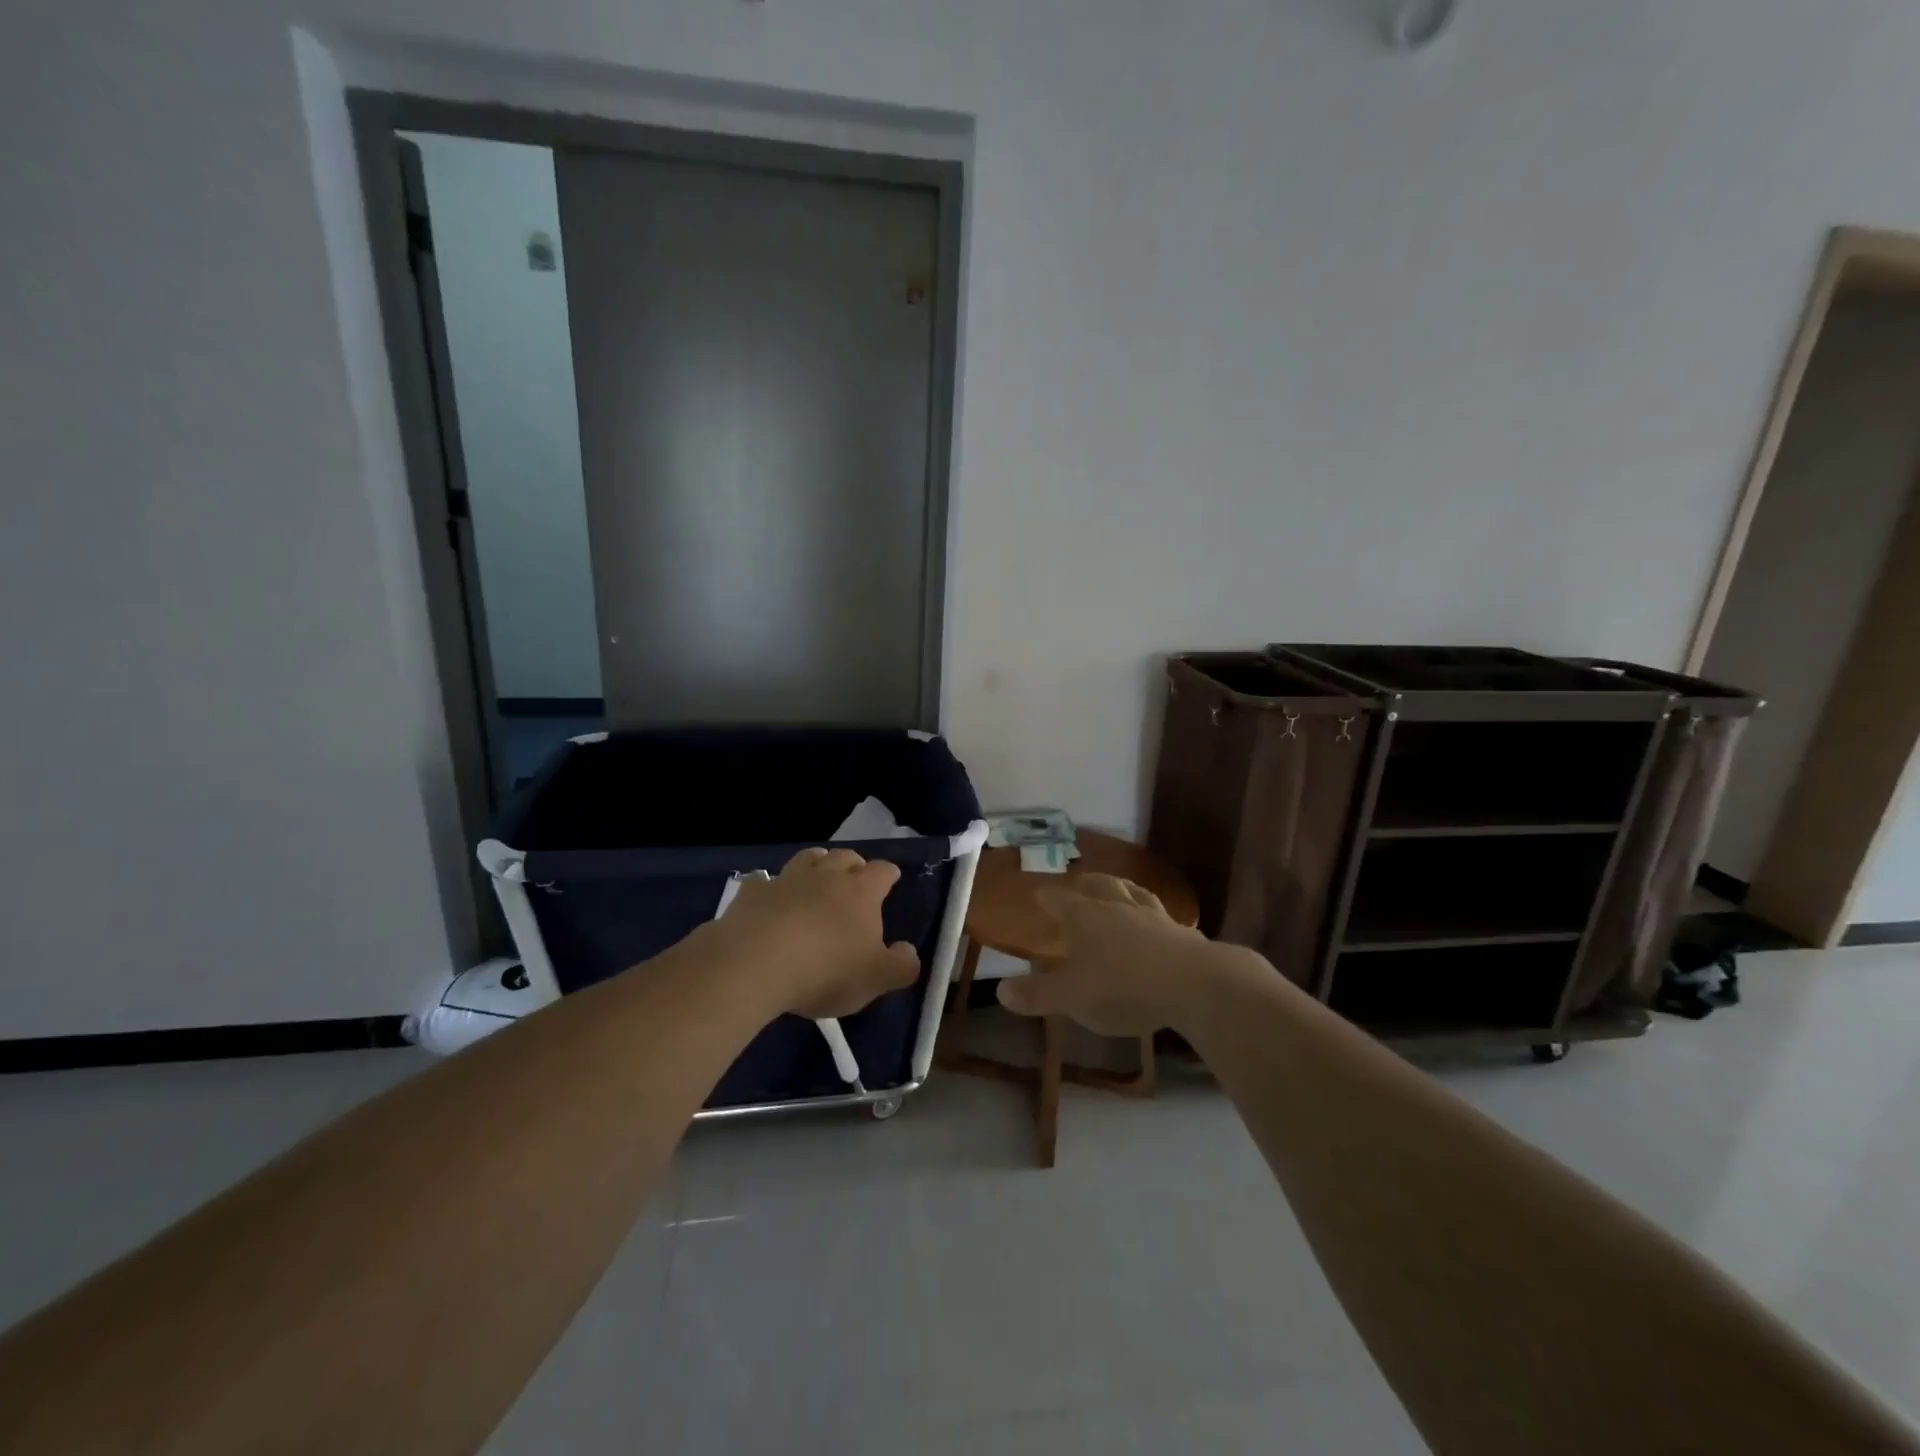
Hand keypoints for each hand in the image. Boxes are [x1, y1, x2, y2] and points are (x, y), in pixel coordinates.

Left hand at [713, 848, 920, 1018]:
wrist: (754, 964)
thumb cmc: (825, 970)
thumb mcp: (876, 978)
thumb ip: (901, 965)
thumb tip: (908, 951)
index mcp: (860, 892)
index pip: (882, 871)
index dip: (888, 874)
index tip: (891, 879)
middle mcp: (826, 875)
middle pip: (845, 856)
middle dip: (853, 864)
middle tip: (854, 879)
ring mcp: (786, 880)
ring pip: (807, 858)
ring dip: (817, 863)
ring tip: (817, 877)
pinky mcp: (752, 893)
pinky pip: (764, 881)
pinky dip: (771, 887)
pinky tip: (769, 900)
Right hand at [996, 873, 1252, 1035]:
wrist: (1193, 985)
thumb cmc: (1122, 987)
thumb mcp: (1071, 997)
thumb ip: (1037, 994)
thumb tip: (1001, 991)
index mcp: (1086, 917)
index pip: (1060, 900)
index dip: (1048, 897)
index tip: (1039, 894)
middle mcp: (1118, 907)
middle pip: (1099, 886)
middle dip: (1086, 884)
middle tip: (1079, 883)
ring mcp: (1154, 917)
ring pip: (1134, 893)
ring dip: (1122, 889)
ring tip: (1119, 888)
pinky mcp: (1183, 933)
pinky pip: (1164, 916)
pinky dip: (1155, 916)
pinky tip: (1160, 922)